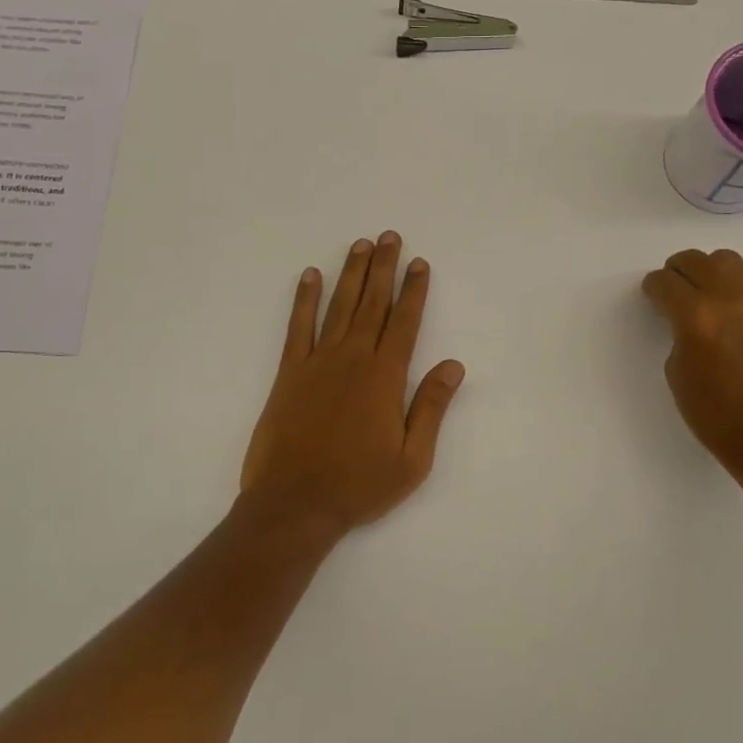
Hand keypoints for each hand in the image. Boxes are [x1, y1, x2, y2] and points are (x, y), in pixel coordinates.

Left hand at [240, 232, 464, 538]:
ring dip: (351, 274)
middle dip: (384, 268)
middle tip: (390, 237)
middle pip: (372, 304)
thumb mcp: (412, 459)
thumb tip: (453, 365)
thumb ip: (431, 407)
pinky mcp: (289, 373)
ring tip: (360, 245)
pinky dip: (304, 300)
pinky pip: (298, 327)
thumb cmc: (359, 486)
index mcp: (385, 377)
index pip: (404, 322)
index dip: (414, 290)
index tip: (420, 263)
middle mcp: (353, 359)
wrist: (294, 504)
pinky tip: (310, 277)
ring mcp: (317, 363)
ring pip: (339, 307)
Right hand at [641, 248, 742, 483]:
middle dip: (677, 272)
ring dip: (707, 271)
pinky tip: (728, 316)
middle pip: (695, 261)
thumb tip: (686, 320)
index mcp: (696, 317)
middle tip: (672, 292)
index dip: (653, 289)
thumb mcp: (677, 373)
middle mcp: (728, 299)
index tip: (652, 298)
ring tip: (702, 295)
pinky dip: (731, 289)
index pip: (665, 282)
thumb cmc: (715, 413)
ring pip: (726, 261)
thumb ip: (678, 334)